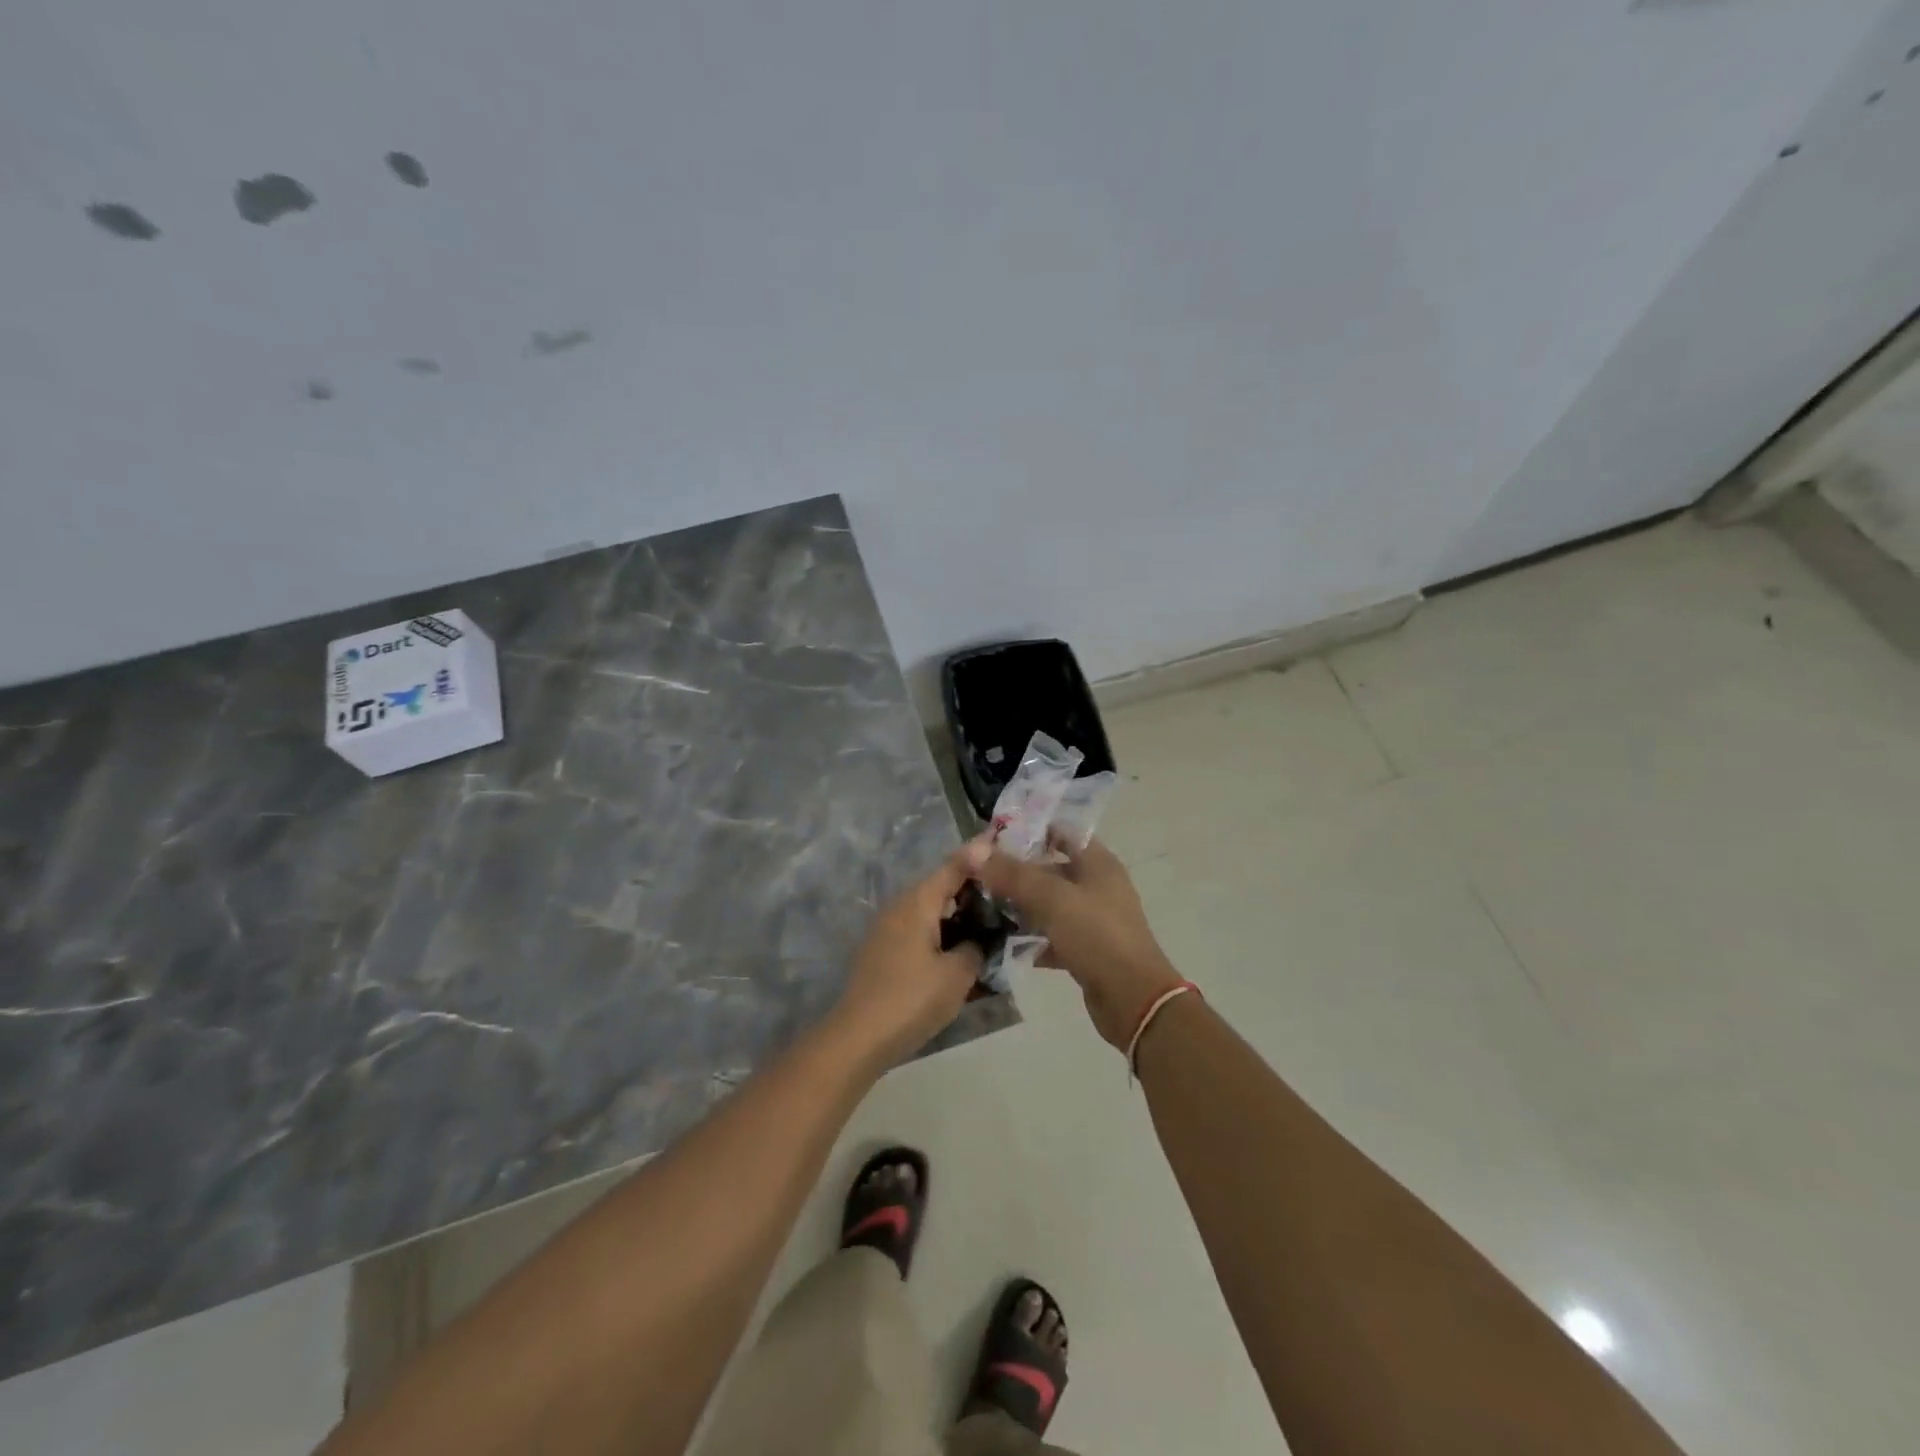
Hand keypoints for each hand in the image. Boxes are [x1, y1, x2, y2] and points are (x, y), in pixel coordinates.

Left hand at [832, 854, 982, 1066]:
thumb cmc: (912, 999)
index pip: (953, 867)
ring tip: (987, 925)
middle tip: (1004, 895)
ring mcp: (886, 929)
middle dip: (970, 889)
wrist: (858, 1038)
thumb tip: (976, 940)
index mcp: (918, 902)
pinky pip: (918, 932)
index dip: (977, 856)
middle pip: (939, 888)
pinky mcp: (881, 952)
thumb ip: (974, 948)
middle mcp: (899, 907)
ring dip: (955, 916)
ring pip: (928, 912)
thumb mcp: (957, 975)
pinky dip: (939, 935)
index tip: (998, 842)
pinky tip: (958, 953)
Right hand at [965, 836, 1182, 1049]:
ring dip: (1020, 905)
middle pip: (1050, 869)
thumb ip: (1012, 874)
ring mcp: (1092, 919)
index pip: (1061, 832)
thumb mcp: (1051, 899)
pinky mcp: (1086, 949)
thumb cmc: (1097, 935)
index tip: (991, 839)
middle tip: (978, 874)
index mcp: (1097, 862)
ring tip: (982, 906)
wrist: (1133, 999)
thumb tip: (973, 851)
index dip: (1028, 830)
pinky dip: (1030, 938)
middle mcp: (1097, 885)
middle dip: (1016, 871)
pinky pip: (1051, 935)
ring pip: (1049, 904)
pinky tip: (1001, 942)